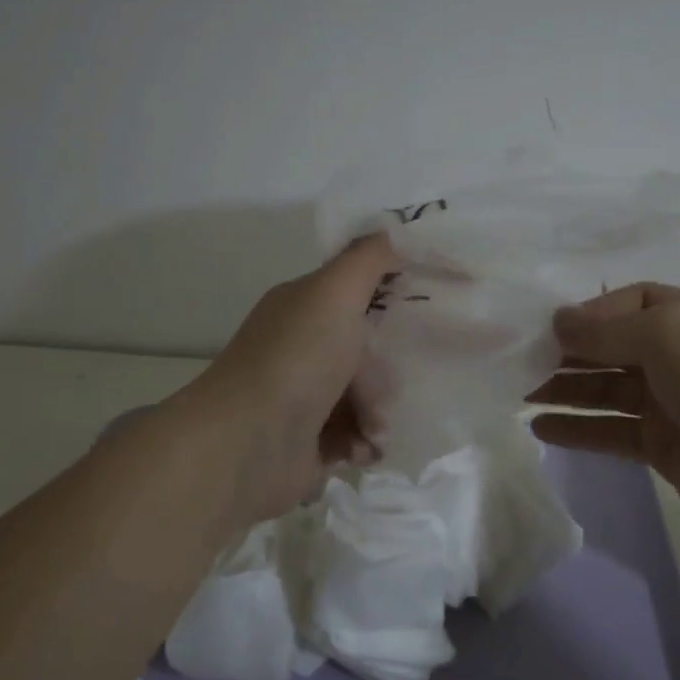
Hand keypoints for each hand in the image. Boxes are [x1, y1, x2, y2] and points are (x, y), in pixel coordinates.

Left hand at [175, 234, 395, 525]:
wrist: (247, 445)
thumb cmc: (296, 359)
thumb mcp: (334, 291)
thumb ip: (368, 257)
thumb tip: (396, 230)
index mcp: (302, 307)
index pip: (355, 291)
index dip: (392, 296)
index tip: (432, 304)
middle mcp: (300, 347)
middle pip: (365, 349)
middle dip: (387, 370)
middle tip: (397, 383)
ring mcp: (302, 397)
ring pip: (364, 396)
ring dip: (379, 413)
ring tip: (375, 428)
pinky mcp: (308, 443)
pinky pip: (355, 437)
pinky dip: (364, 443)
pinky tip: (362, 450)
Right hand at [529, 284, 679, 541]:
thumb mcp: (667, 334)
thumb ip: (607, 328)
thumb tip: (558, 322)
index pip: (632, 301)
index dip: (592, 311)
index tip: (553, 327)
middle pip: (613, 346)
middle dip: (568, 352)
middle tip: (520, 360)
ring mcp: (671, 403)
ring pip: (606, 389)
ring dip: (565, 389)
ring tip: (519, 392)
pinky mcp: (661, 446)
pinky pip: (610, 430)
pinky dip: (577, 428)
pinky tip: (541, 429)